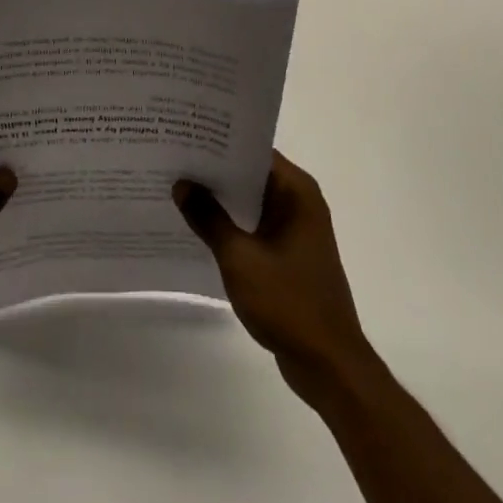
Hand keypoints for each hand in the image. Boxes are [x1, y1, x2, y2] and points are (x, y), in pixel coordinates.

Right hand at [174, 151, 375, 403]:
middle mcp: (300, 202)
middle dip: (214, 171)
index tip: (185, 136)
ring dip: (221, 200)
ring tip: (177, 188)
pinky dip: (231, 225)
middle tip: (173, 159)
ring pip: (251, 202)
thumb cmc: (289, 303)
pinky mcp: (289, 255)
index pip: (253, 151)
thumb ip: (209, 218)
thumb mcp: (240, 258)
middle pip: (251, 174)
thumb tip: (182, 184)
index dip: (219, 143)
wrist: (329, 366)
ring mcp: (296, 230)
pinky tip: (198, 227)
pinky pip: (254, 226)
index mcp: (296, 191)